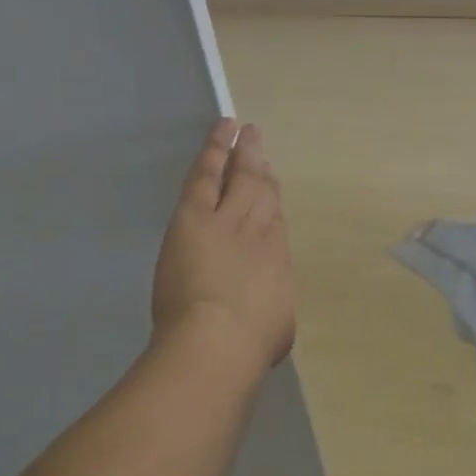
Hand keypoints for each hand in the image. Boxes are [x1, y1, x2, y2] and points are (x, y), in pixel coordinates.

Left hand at [151, 118, 295, 371]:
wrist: (219, 340)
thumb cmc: (250, 345)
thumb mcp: (274, 332)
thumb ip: (271, 316)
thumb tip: (267, 319)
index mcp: (277, 261)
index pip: (276, 224)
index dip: (272, 203)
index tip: (271, 188)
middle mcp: (261, 232)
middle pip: (263, 193)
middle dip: (261, 168)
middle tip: (260, 145)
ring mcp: (230, 219)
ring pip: (241, 177)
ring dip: (244, 153)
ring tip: (247, 132)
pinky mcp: (197, 215)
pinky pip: (210, 173)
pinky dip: (217, 149)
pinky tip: (223, 129)